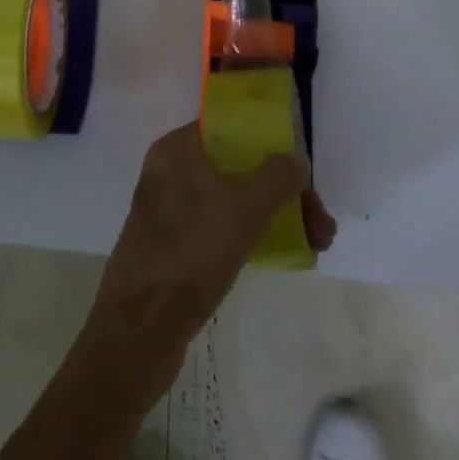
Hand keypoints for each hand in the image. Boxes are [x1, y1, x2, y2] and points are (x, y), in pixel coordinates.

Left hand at [83, 123, 336, 399]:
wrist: (138, 332)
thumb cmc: (190, 254)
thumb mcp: (243, 210)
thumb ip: (275, 177)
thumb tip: (296, 158)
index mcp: (176, 149)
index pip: (229, 127)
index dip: (269, 142)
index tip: (301, 168)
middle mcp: (171, 171)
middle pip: (237, 165)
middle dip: (282, 189)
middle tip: (320, 221)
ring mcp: (171, 209)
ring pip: (233, 198)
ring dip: (275, 213)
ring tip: (317, 243)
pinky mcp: (175, 245)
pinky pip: (221, 225)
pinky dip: (252, 233)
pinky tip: (284, 254)